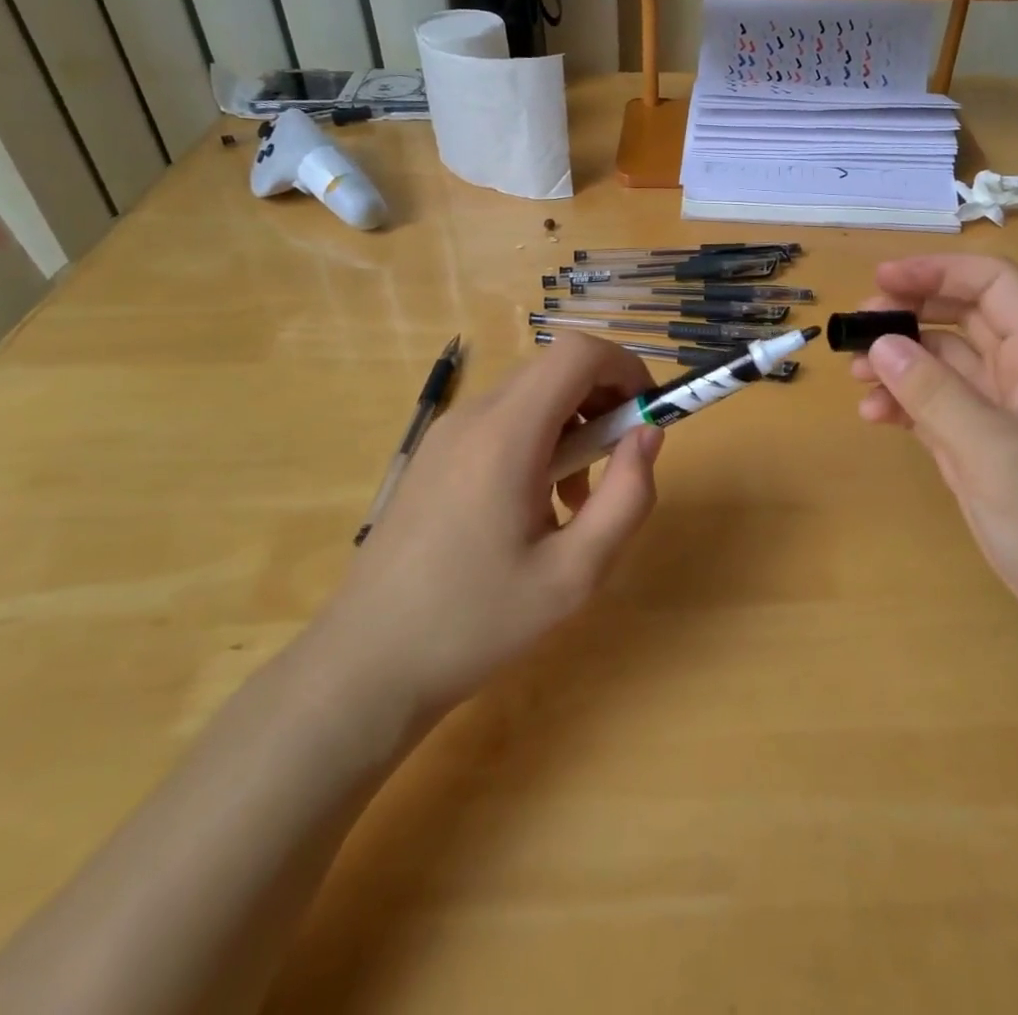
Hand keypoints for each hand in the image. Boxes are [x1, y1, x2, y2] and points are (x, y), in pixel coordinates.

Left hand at [311, 334, 663, 717]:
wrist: (367, 664)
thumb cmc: (475, 622)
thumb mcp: (574, 574)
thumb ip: (627, 497)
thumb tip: (650, 434)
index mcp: (506, 435)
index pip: (577, 353)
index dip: (625, 368)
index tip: (650, 415)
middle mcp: (473, 416)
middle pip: (555, 369)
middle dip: (604, 399)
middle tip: (621, 461)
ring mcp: (447, 433)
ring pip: (530, 395)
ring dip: (573, 424)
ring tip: (579, 500)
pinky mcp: (435, 454)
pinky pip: (503, 421)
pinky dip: (539, 440)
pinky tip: (537, 506)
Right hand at [851, 256, 1017, 668]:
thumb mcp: (997, 453)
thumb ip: (936, 394)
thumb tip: (883, 344)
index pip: (993, 286)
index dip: (938, 271)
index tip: (881, 279)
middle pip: (962, 318)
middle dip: (909, 314)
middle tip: (856, 330)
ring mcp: (1003, 415)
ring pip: (944, 364)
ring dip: (900, 361)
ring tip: (857, 376)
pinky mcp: (984, 451)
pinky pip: (937, 407)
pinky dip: (904, 403)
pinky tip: (874, 416)